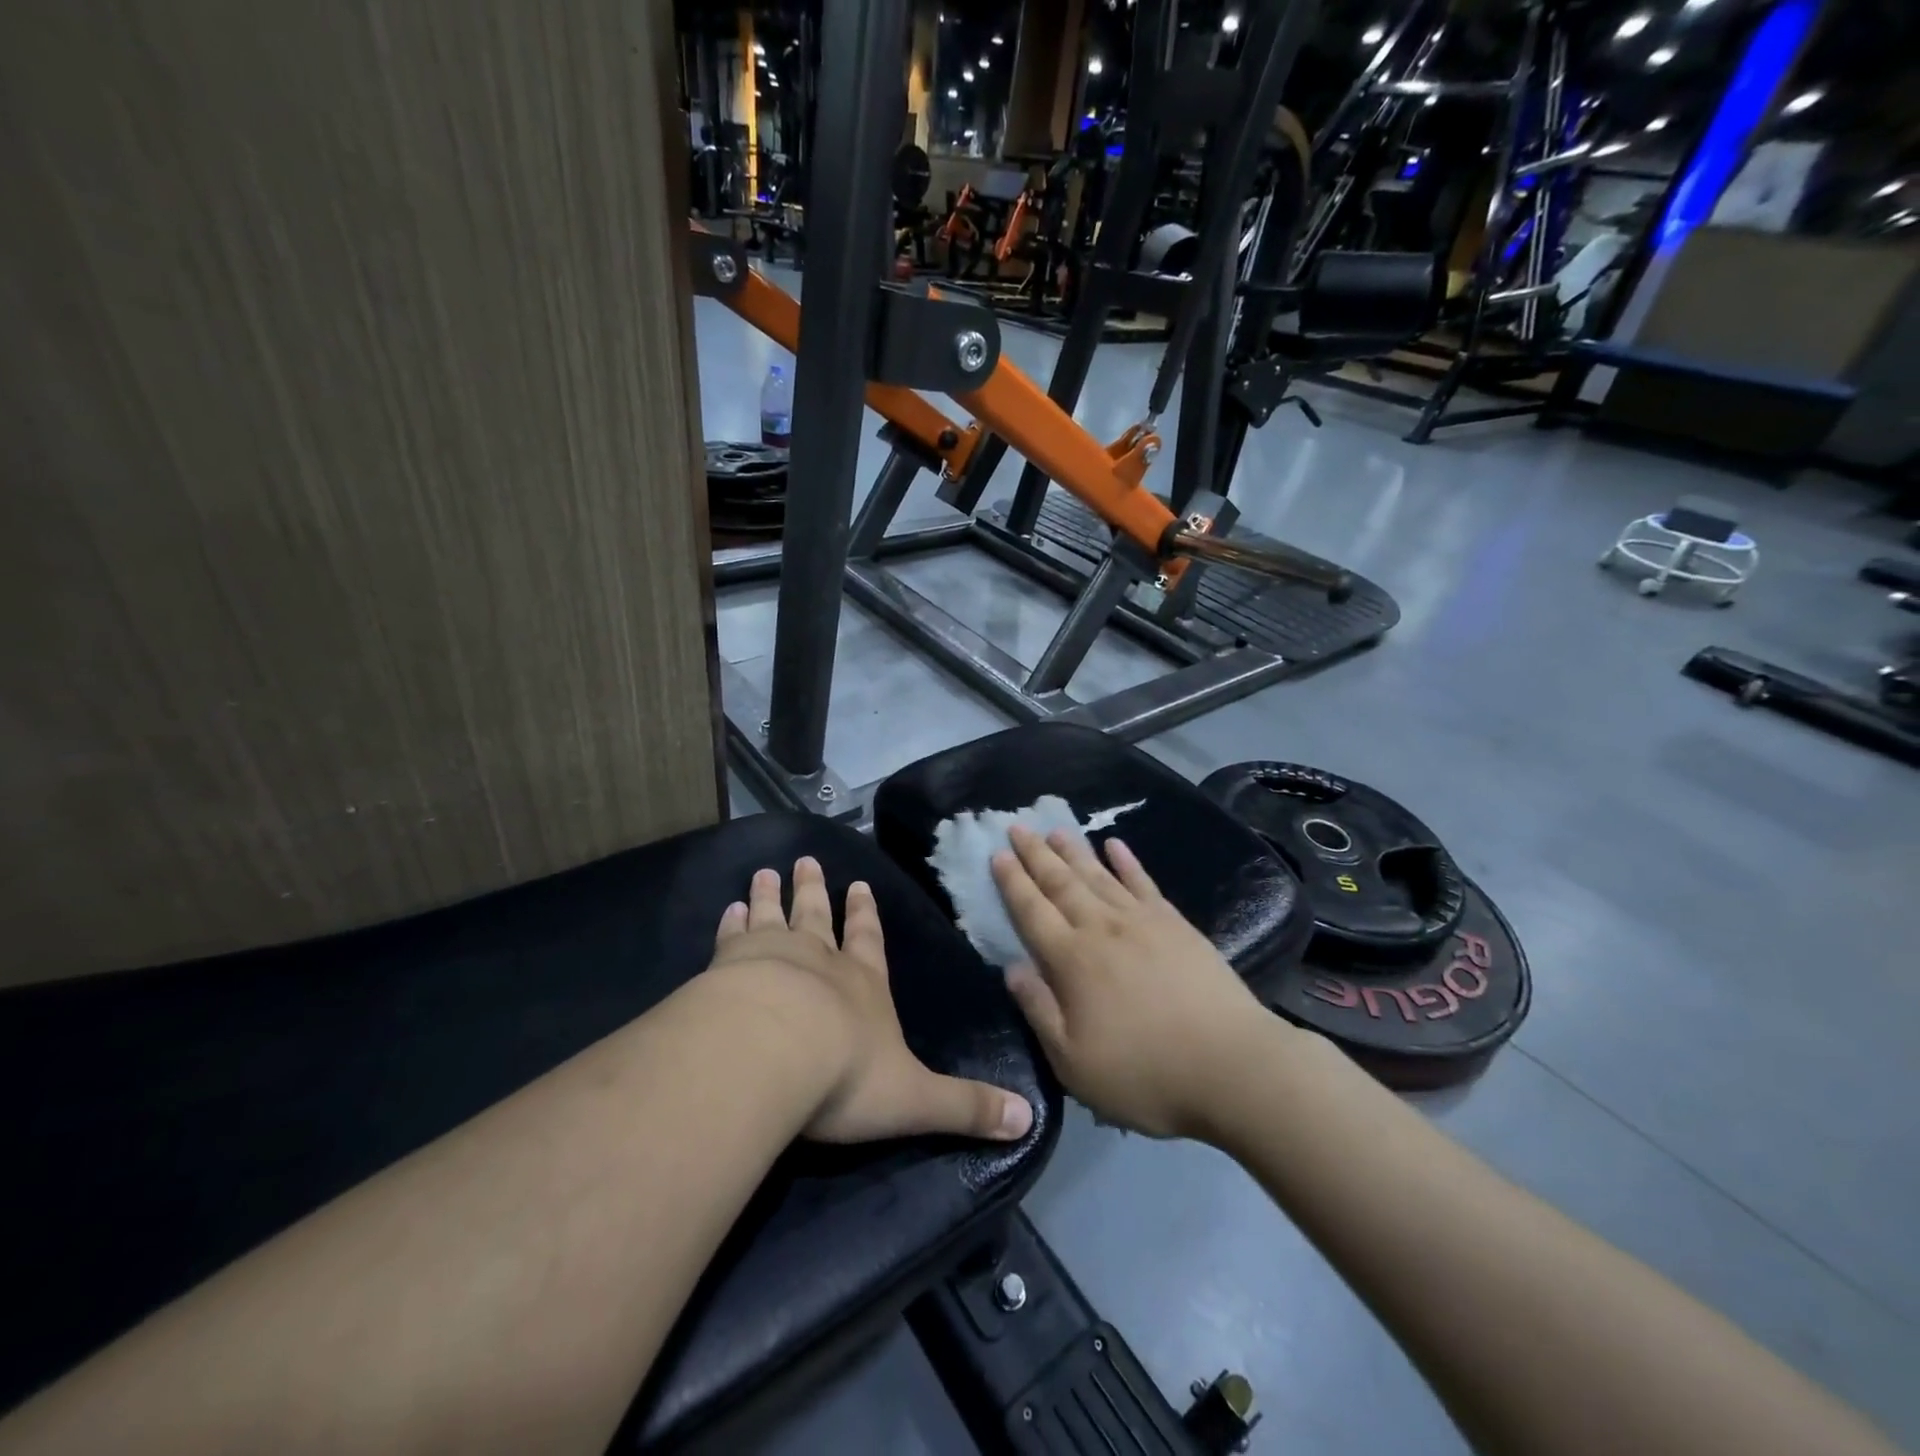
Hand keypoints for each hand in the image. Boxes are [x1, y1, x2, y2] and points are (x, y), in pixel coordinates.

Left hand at [710, 856, 1034, 1144]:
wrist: (772, 1055)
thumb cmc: (846, 1075)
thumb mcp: (916, 1098)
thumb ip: (966, 1107)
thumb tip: (1028, 1120)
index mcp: (863, 986)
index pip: (869, 943)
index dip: (865, 916)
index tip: (858, 885)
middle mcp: (819, 962)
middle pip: (817, 918)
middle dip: (814, 892)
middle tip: (805, 862)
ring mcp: (772, 958)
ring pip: (773, 917)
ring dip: (770, 896)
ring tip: (765, 872)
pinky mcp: (728, 968)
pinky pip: (731, 937)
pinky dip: (731, 923)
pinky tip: (727, 908)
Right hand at [990, 826, 1273, 1139]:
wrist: (1231, 1066)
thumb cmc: (1145, 1074)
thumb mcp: (1073, 1062)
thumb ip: (1038, 1010)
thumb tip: (1010, 967)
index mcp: (1071, 960)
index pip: (1032, 911)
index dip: (1012, 882)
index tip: (997, 855)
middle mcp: (1101, 928)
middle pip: (1060, 883)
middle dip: (1036, 854)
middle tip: (1017, 827)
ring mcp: (1141, 921)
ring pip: (1098, 875)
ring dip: (1074, 850)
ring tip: (1055, 829)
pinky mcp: (1175, 924)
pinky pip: (1143, 882)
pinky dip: (1127, 861)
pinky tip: (1115, 845)